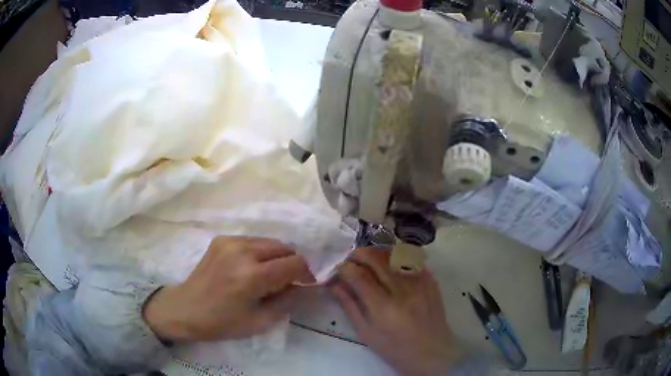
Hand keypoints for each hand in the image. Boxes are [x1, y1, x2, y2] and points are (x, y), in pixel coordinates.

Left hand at [143, 236, 313, 341]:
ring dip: (276, 257)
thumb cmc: (222, 323)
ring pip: (269, 241)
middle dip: (292, 264)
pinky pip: (252, 241)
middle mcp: (243, 251)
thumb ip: (288, 301)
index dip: (306, 274)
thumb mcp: (260, 321)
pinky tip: (250, 268)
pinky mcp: (221, 239)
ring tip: (268, 276)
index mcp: (252, 276)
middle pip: (284, 247)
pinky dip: (260, 253)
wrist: (185, 309)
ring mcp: (230, 241)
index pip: (295, 263)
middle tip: (287, 282)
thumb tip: (307, 287)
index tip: (305, 285)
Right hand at [330, 248, 455, 375]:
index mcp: (384, 308)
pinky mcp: (432, 281)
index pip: (360, 276)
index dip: (345, 268)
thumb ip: (350, 307)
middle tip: (351, 259)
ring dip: (378, 253)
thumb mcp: (367, 333)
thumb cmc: (395, 349)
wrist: (432, 353)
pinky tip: (391, 264)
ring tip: (369, 260)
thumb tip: (335, 285)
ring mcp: (421, 283)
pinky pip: (413, 260)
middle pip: (378, 259)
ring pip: (396, 255)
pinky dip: (398, 258)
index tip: (339, 268)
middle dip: (359, 254)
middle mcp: (403, 291)